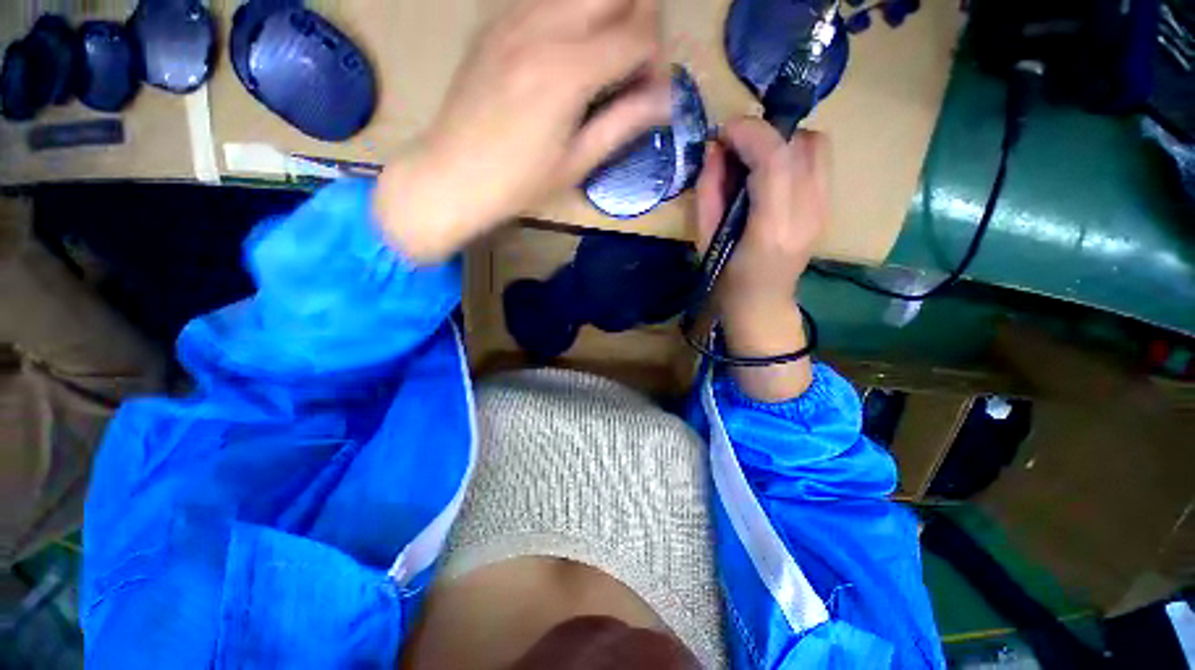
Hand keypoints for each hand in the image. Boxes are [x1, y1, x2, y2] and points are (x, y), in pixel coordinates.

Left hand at [376, 0, 669, 262]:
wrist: (452, 175)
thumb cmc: (519, 183)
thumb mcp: (577, 163)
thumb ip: (624, 123)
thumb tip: (667, 100)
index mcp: (568, 72)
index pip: (638, 35)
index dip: (658, 59)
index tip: (653, 90)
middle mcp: (543, 28)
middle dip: (640, 18)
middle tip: (636, 61)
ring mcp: (513, 18)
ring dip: (607, 14)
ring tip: (605, 58)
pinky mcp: (495, 23)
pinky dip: (573, 15)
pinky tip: (569, 53)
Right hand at [694, 118, 829, 399]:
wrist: (762, 306)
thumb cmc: (726, 280)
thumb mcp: (705, 239)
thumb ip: (709, 191)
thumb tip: (715, 148)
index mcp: (772, 229)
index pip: (775, 159)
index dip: (749, 133)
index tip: (723, 131)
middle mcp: (808, 213)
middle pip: (803, 144)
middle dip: (766, 132)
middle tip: (736, 147)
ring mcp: (824, 209)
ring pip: (817, 146)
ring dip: (783, 140)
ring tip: (753, 158)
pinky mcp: (827, 206)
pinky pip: (818, 161)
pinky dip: (794, 153)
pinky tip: (770, 172)